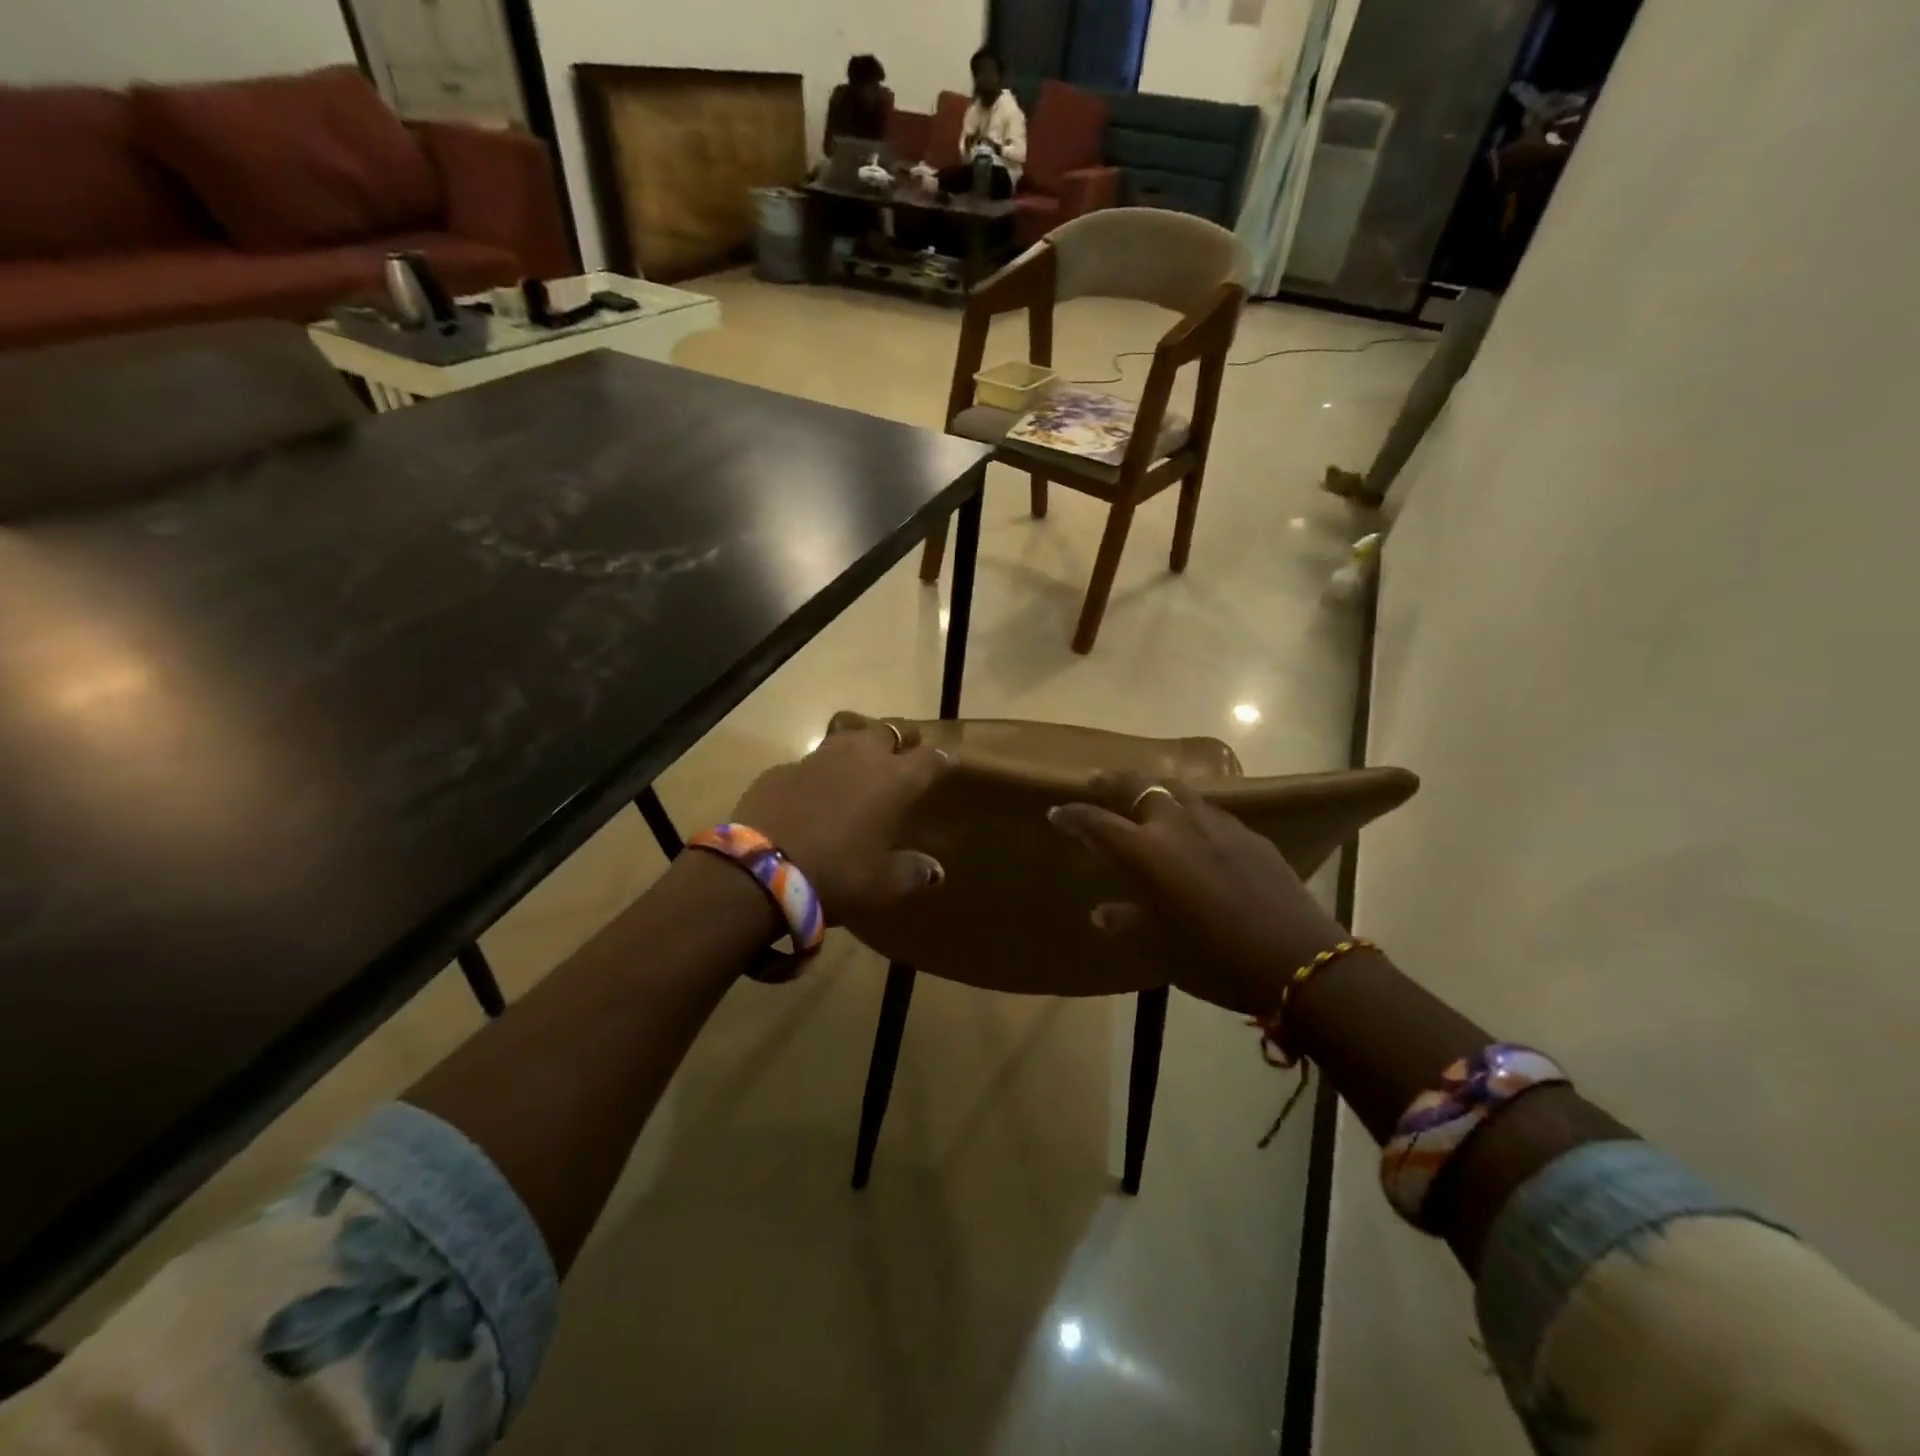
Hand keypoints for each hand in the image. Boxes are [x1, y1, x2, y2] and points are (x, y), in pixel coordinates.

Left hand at [729, 718, 952, 921]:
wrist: (759, 871)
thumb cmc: (836, 875)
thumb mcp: (882, 884)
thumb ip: (912, 872)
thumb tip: (935, 871)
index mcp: (894, 780)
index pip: (929, 759)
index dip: (941, 760)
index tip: (948, 764)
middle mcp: (860, 758)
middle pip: (888, 730)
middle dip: (901, 737)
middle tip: (906, 749)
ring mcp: (817, 758)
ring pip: (847, 734)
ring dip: (860, 743)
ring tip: (863, 759)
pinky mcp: (781, 769)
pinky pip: (810, 761)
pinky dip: (820, 771)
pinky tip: (814, 792)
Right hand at [1048, 774, 1349, 1014]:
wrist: (1296, 960)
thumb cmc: (1214, 959)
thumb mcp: (1159, 947)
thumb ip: (1126, 921)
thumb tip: (1102, 912)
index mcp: (1146, 852)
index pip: (1097, 823)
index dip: (1074, 816)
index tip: (1057, 812)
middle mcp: (1176, 825)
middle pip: (1138, 786)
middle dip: (1112, 782)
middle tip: (1098, 784)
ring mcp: (1216, 824)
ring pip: (1176, 789)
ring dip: (1154, 789)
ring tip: (1145, 797)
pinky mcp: (1249, 833)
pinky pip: (1209, 809)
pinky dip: (1189, 810)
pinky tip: (1194, 828)